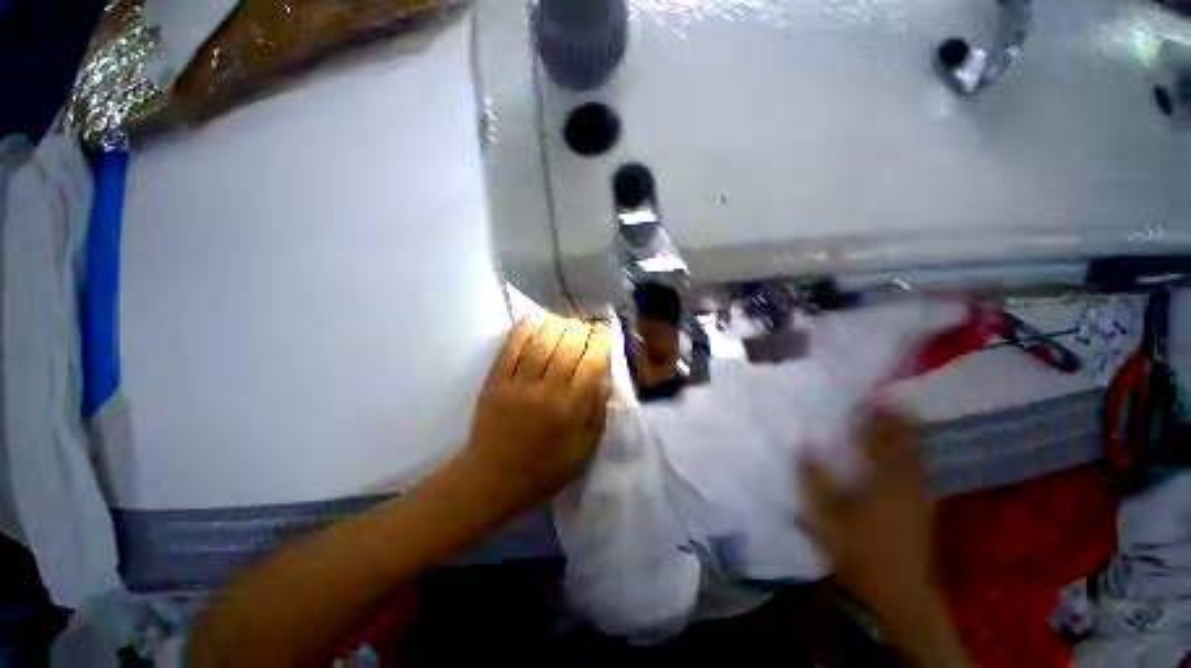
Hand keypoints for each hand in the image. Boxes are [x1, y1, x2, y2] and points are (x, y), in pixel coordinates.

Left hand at [459, 314, 611, 515]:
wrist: (491, 479)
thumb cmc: (544, 469)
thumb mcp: (584, 449)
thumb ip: (597, 411)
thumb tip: (603, 376)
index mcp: (572, 410)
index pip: (592, 364)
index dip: (600, 342)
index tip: (603, 330)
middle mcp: (547, 392)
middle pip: (567, 348)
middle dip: (580, 328)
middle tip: (585, 321)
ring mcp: (518, 385)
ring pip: (541, 343)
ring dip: (556, 323)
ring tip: (564, 316)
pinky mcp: (495, 382)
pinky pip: (511, 349)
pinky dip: (523, 329)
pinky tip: (534, 317)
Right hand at [800, 413, 936, 618]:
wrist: (897, 592)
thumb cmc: (858, 548)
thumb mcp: (825, 513)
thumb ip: (813, 477)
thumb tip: (804, 445)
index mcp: (884, 478)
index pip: (880, 438)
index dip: (876, 415)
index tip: (872, 395)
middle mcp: (907, 480)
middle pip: (905, 442)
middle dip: (898, 420)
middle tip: (888, 401)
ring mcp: (920, 495)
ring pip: (915, 456)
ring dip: (907, 436)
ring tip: (898, 420)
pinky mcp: (924, 509)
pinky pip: (918, 470)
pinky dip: (911, 455)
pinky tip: (905, 456)